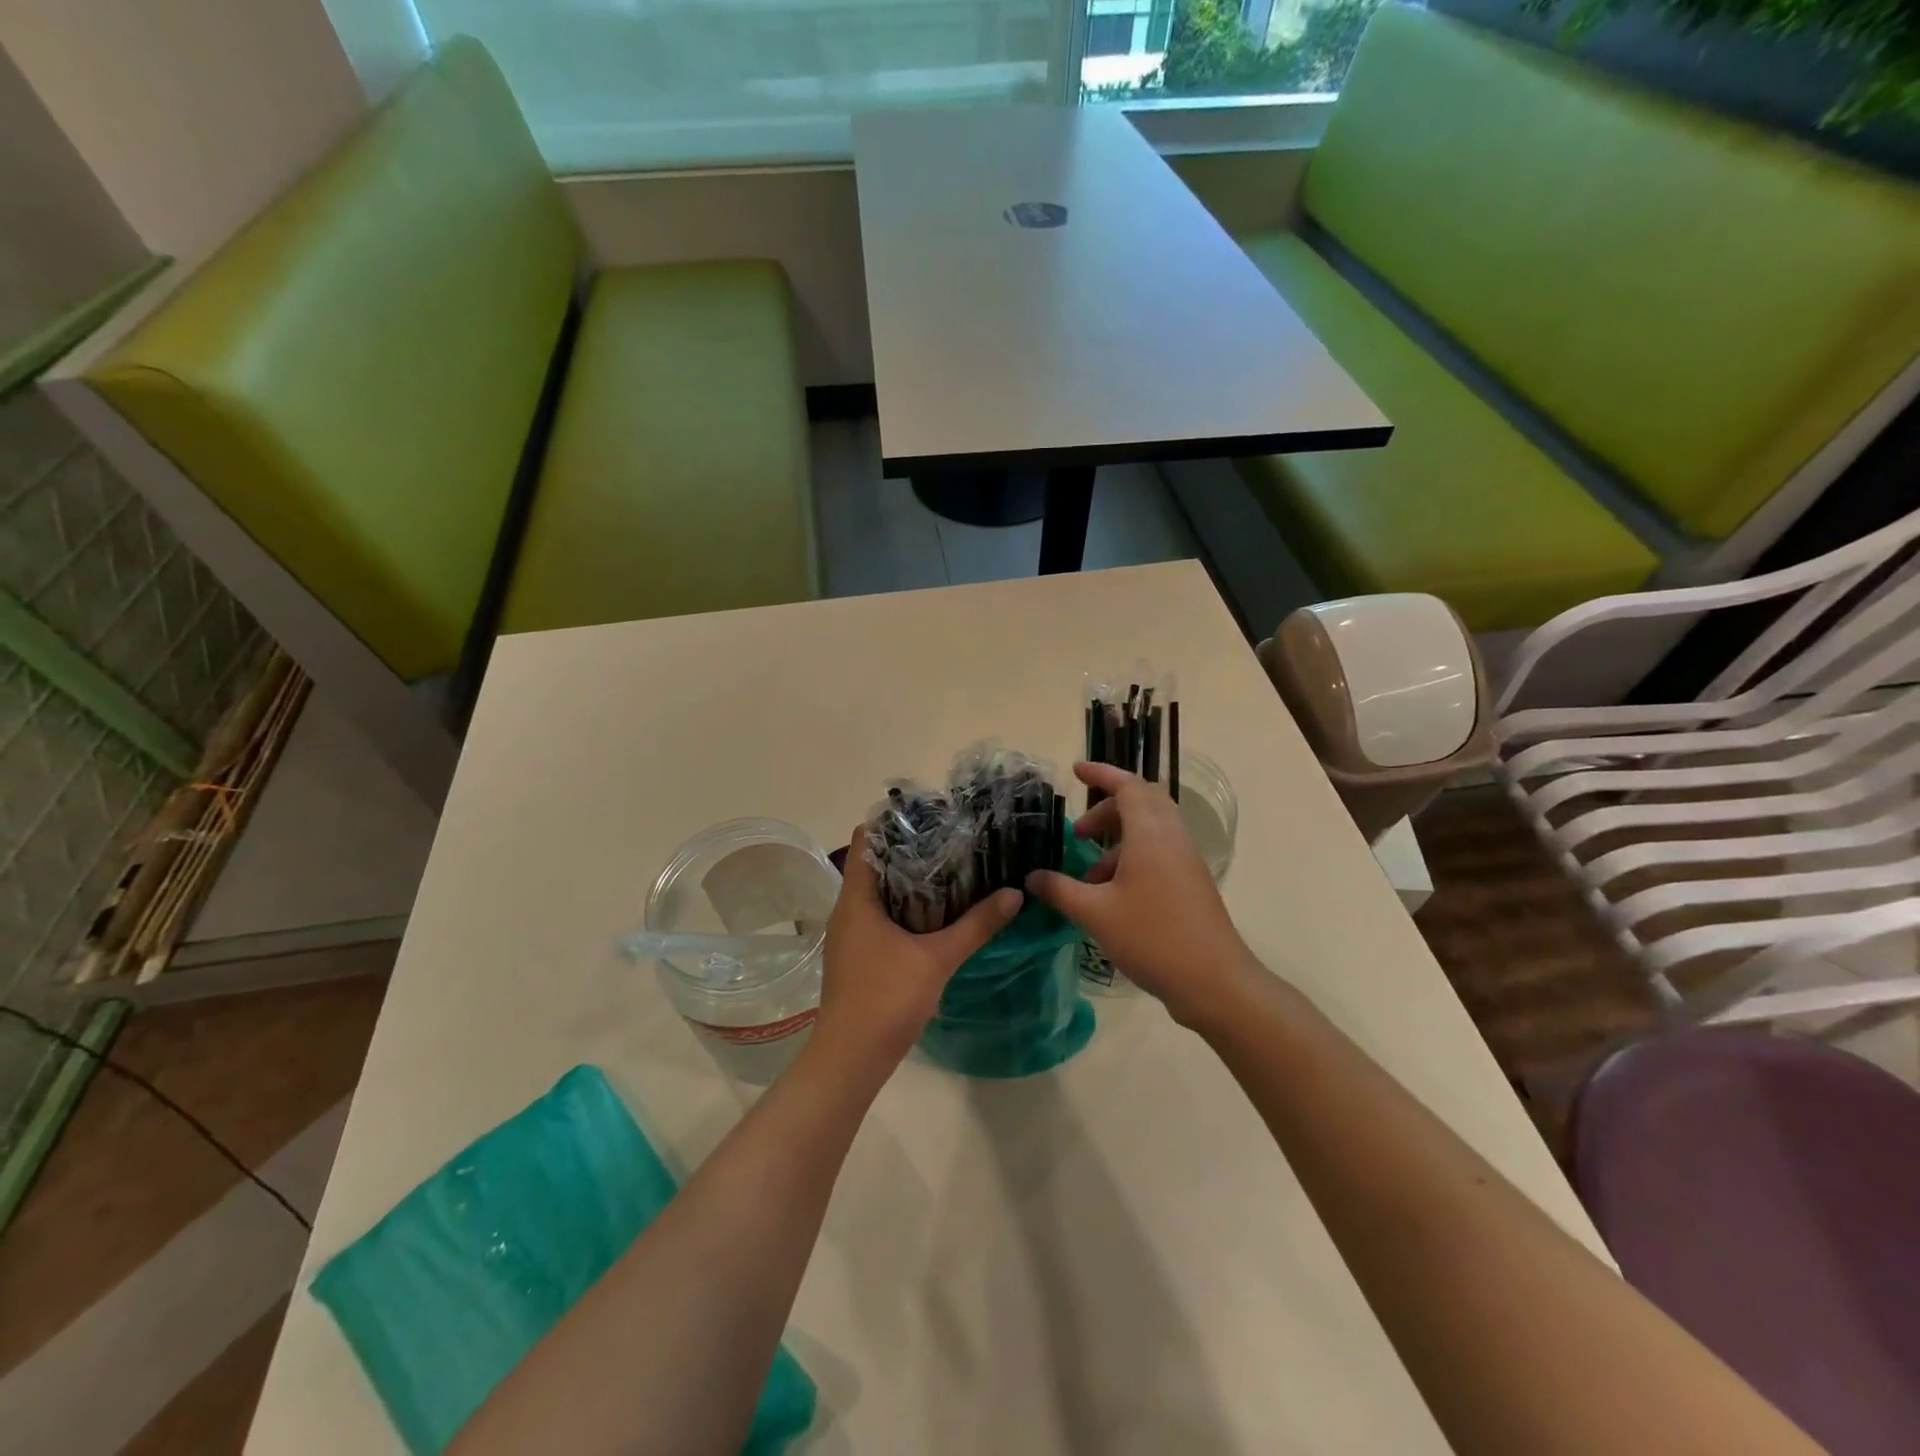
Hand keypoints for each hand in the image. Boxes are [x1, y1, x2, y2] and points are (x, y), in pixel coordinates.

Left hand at [815, 830, 1022, 1072]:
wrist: (851, 1060)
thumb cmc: (886, 999)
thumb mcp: (937, 959)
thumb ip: (977, 925)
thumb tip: (1015, 893)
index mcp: (856, 899)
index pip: (864, 840)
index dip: (893, 823)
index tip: (932, 815)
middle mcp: (848, 910)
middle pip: (875, 864)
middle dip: (912, 850)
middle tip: (953, 839)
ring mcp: (851, 935)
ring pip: (880, 893)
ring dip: (911, 881)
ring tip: (953, 869)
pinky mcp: (859, 956)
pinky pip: (882, 917)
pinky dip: (907, 908)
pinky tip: (939, 914)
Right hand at [1026, 762, 1256, 1027]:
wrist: (1214, 981)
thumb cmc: (1152, 937)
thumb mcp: (1095, 913)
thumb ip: (1060, 890)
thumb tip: (1032, 877)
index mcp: (1150, 833)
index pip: (1127, 786)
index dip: (1101, 773)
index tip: (1075, 770)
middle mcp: (1171, 838)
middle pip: (1141, 803)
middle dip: (1106, 809)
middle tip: (1078, 831)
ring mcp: (1185, 861)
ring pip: (1149, 830)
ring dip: (1117, 839)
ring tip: (1088, 871)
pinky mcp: (1190, 883)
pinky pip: (1157, 853)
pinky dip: (1131, 859)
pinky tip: (1110, 894)